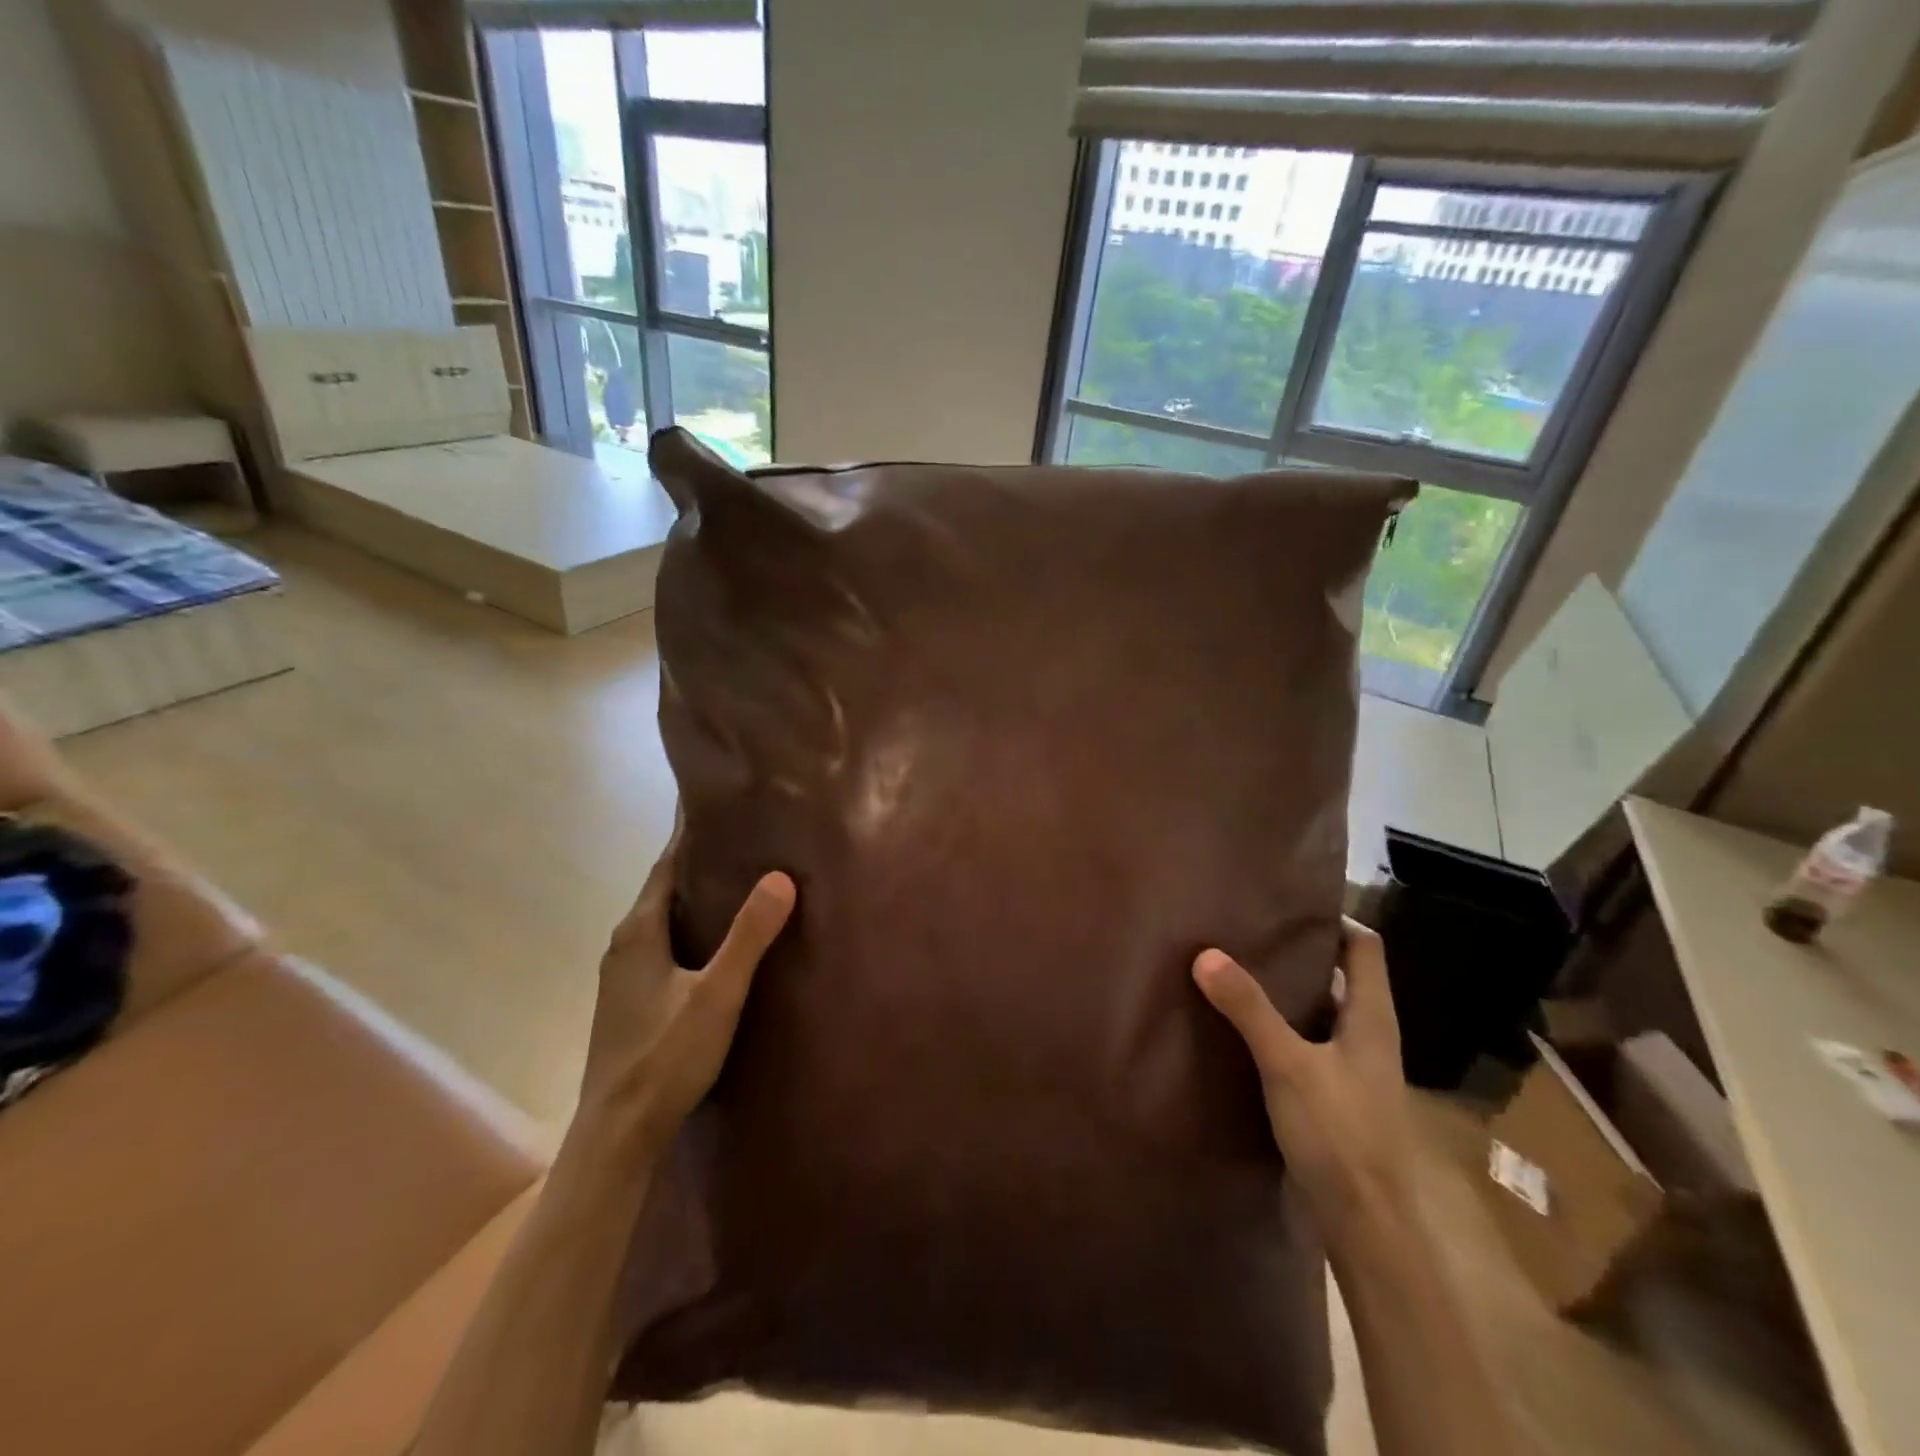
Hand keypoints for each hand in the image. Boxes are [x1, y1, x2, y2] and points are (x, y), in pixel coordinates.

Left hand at [572, 823, 795, 1158]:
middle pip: (665, 887)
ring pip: (665, 918)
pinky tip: (719, 939)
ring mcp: (624, 975)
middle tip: (744, 833)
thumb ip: (749, 936)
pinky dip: (691, 925)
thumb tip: (780, 877)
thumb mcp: (716, 994)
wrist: (617, 1134)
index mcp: (639, 931)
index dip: (690, 831)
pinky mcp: (632, 1000)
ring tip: (740, 877)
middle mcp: (625, 944)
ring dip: (696, 894)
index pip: (667, 863)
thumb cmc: (664, 1058)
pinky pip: (665, 943)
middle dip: (699, 859)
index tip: (716, 800)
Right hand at [1193, 919, 1414, 1236]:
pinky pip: (1307, 1047)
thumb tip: (1206, 954)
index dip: (1335, 920)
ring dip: (1287, 994)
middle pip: (1341, 978)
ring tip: (1237, 972)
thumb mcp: (1288, 1063)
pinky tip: (1242, 1031)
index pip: (1366, 948)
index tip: (1288, 904)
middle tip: (1248, 933)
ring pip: (1320, 1014)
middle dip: (1299, 954)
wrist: (1368, 1227)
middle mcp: (1368, 1037)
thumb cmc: (1341, 1134)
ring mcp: (1353, 1070)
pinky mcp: (1335, 1099)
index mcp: (1372, 1018)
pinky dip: (1280, 1030)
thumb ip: (1248, 1008)